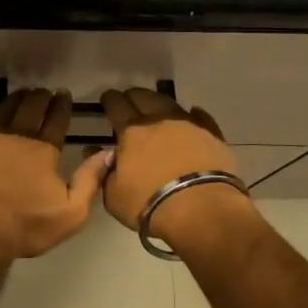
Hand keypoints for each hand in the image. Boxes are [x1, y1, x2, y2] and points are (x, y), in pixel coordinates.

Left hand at [0, 89, 108, 263]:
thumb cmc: (26, 226)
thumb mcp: (71, 213)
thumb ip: (90, 180)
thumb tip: (108, 152)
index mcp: (43, 151)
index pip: (56, 121)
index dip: (62, 106)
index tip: (64, 93)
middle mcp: (16, 138)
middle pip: (30, 109)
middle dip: (40, 98)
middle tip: (44, 91)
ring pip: (3, 111)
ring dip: (14, 101)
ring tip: (20, 94)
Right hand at [100, 88, 254, 251]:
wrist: (202, 211)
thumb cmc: (150, 204)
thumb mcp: (113, 196)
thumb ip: (103, 171)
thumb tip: (93, 151)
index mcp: (132, 132)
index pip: (117, 106)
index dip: (110, 100)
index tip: (107, 99)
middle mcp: (159, 120)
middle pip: (144, 97)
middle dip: (133, 96)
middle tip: (129, 101)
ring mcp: (189, 125)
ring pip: (171, 103)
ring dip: (160, 102)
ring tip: (156, 107)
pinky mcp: (213, 136)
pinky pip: (201, 118)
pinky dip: (193, 115)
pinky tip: (192, 114)